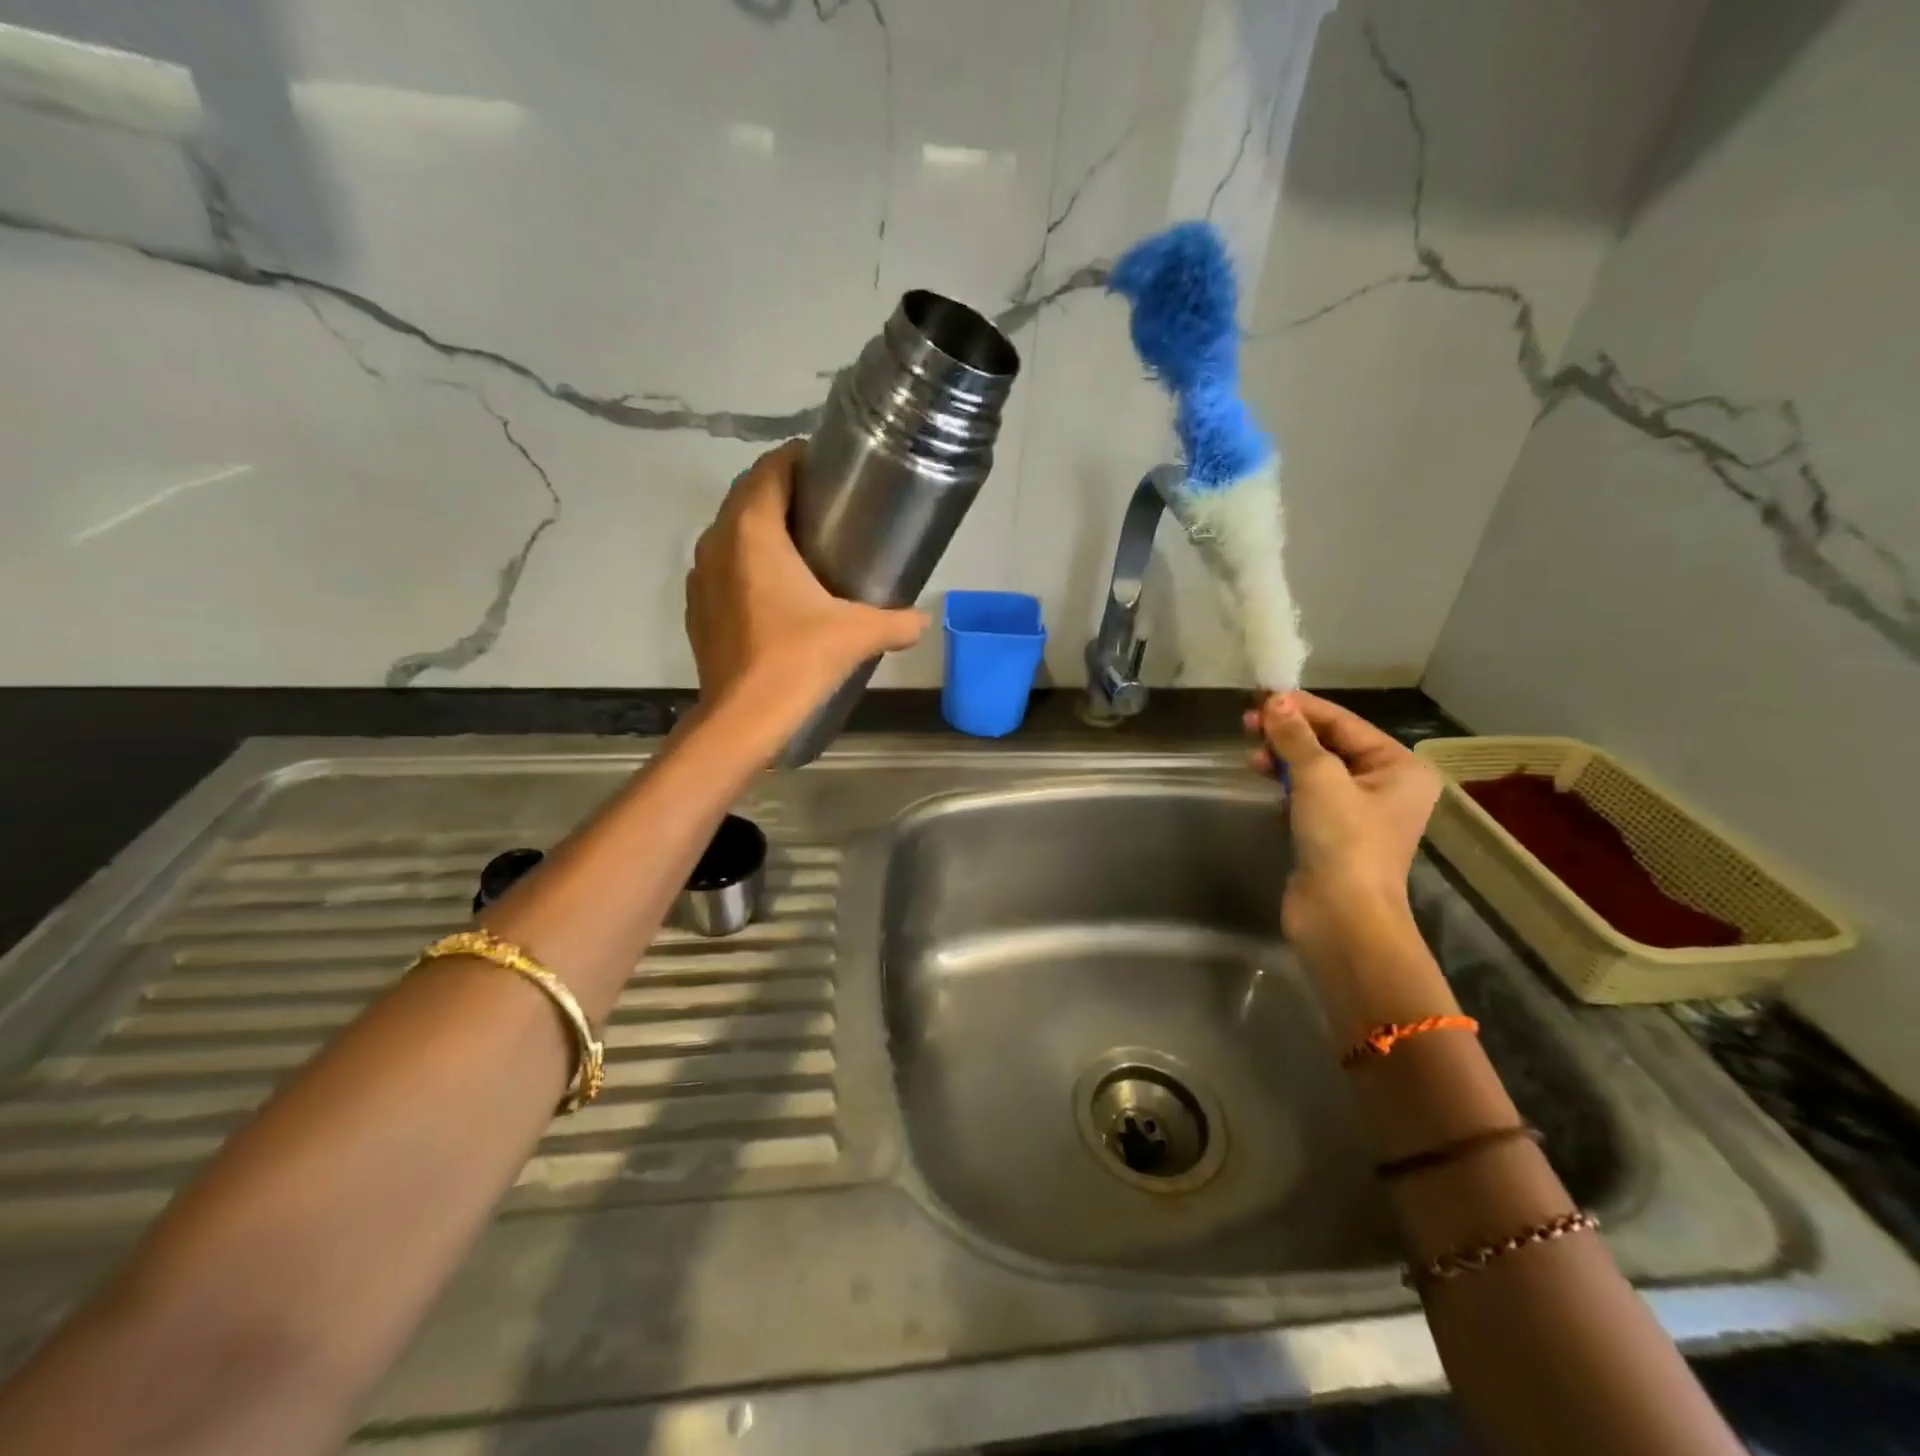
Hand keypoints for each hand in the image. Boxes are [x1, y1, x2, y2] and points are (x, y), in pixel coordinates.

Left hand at [686, 441, 927, 738]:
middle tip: (827, 508)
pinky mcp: (697, 607)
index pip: (771, 468)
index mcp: (752, 530)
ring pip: (732, 531)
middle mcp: (717, 541)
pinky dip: (747, 563)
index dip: (799, 460)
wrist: (743, 718)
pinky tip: (776, 591)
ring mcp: (700, 575)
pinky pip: (723, 566)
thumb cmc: (797, 660)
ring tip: (803, 546)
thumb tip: (923, 620)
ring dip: (763, 528)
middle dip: (784, 492)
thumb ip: (897, 621)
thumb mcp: (858, 634)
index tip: (831, 471)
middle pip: (749, 495)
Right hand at [1245, 692, 1440, 956]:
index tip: (1261, 695)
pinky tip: (1263, 775)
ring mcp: (1360, 811)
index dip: (1302, 707)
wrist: (1342, 917)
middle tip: (1247, 722)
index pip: (1344, 723)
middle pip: (1331, 743)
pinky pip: (1309, 793)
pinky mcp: (1334, 833)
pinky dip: (1286, 781)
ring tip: (1251, 751)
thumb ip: (1295, 737)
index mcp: (1400, 767)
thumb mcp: (1318, 779)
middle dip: (1290, 732)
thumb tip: (1274, 701)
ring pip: (1316, 768)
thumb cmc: (1343, 841)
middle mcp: (1386, 785)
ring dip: (1284, 755)